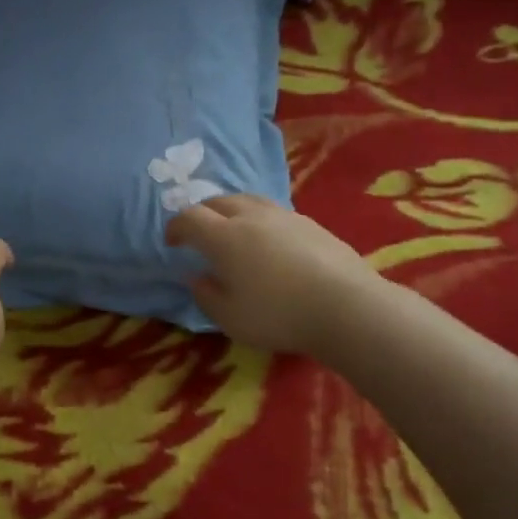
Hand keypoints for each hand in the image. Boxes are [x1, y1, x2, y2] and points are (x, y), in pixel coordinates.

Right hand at [165, 194, 378, 355]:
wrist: (346, 306)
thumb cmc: (278, 315)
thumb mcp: (229, 317)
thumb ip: (206, 295)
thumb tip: (196, 277)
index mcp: (224, 237)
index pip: (190, 218)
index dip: (175, 227)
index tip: (171, 242)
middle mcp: (251, 217)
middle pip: (218, 201)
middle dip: (202, 213)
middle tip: (198, 233)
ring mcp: (284, 216)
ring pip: (248, 200)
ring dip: (231, 211)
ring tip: (232, 230)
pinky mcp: (311, 224)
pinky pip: (273, 212)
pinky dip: (259, 220)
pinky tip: (267, 242)